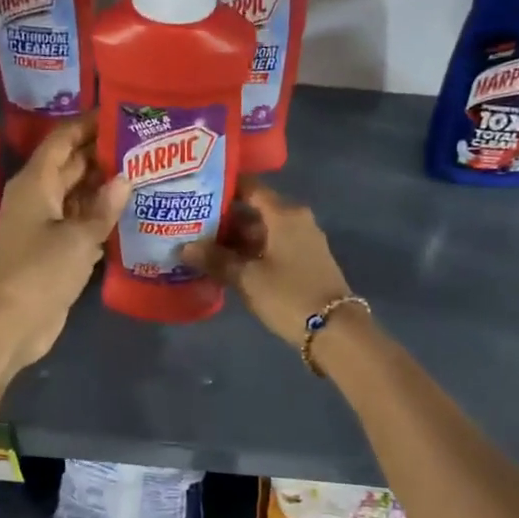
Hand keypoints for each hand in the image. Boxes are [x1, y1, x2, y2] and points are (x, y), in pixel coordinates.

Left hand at [0, 116, 129, 370]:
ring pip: (76, 195)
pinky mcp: (52, 250)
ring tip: (144, 173)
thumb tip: (124, 178)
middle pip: (71, 164)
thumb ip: (103, 207)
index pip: (63, 139)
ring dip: (104, 186)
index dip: (89, 124)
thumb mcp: (78, 238)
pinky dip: (99, 216)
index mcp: (35, 183)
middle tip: (144, 145)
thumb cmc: (39, 272)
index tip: (121, 113)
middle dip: (103, 154)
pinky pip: (78, 222)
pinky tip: (128, 213)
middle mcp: (37, 197)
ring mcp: (43, 225)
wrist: (10, 324)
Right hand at [179, 182, 354, 343]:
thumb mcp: (247, 278)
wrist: (335, 330)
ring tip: (201, 247)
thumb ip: (215, 259)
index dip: (224, 187)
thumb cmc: (289, 295)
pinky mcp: (305, 262)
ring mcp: (303, 242)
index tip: (196, 190)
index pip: (250, 188)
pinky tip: (226, 265)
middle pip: (254, 211)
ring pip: (262, 232)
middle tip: (190, 225)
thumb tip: (183, 247)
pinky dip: (250, 253)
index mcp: (284, 214)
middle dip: (224, 219)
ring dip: (235, 240)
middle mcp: (296, 220)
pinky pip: (271, 248)